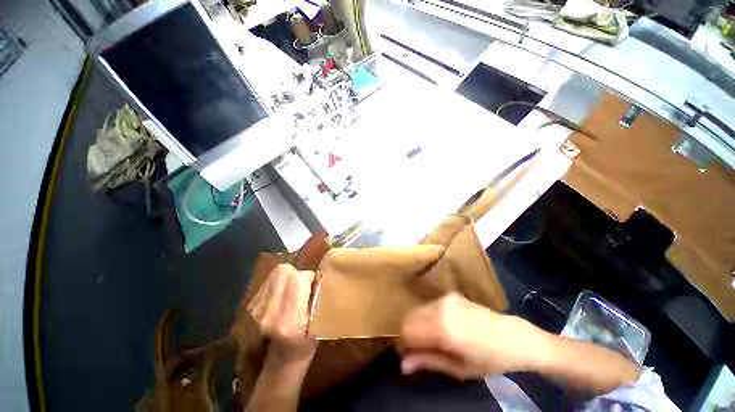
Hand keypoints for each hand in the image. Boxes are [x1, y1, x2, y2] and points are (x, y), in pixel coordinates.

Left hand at [247, 264, 317, 362]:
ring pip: (276, 274)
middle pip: (284, 271)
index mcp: (290, 321)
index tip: (314, 284)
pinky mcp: (252, 307)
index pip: (298, 279)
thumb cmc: (308, 342)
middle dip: (297, 273)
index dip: (309, 276)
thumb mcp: (321, 322)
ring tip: (295, 289)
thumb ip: (319, 297)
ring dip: (289, 276)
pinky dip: (281, 282)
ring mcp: (257, 311)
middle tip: (305, 284)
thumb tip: (316, 275)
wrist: (282, 359)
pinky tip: (285, 294)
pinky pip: (270, 281)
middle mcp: (270, 314)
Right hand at [399, 293, 545, 379]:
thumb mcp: (459, 368)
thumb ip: (428, 362)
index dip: (404, 344)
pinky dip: (426, 317)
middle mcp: (440, 307)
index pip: (407, 330)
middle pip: (409, 317)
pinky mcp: (450, 295)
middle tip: (419, 350)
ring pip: (417, 310)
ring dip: (417, 325)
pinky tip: (439, 328)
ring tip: (431, 340)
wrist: (514, 337)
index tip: (408, 355)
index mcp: (443, 327)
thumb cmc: (489, 359)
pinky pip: (428, 306)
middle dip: (409, 334)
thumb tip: (402, 364)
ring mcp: (445, 298)